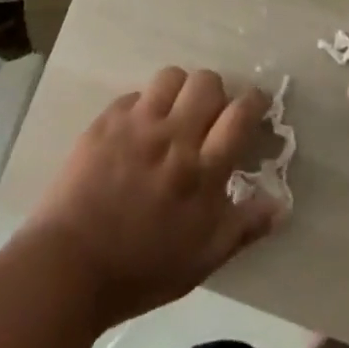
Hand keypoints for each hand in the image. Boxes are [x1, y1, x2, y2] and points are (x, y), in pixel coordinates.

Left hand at [18, 68, 282, 330]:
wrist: (67, 268)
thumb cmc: (140, 271)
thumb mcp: (202, 260)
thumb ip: (244, 227)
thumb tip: (282, 203)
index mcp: (202, 171)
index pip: (240, 114)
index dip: (254, 101)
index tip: (255, 104)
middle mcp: (174, 137)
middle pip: (208, 83)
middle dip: (216, 93)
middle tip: (209, 116)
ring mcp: (137, 125)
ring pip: (172, 77)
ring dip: (180, 90)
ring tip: (174, 114)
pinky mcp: (106, 121)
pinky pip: (135, 95)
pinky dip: (144, 106)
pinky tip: (137, 131)